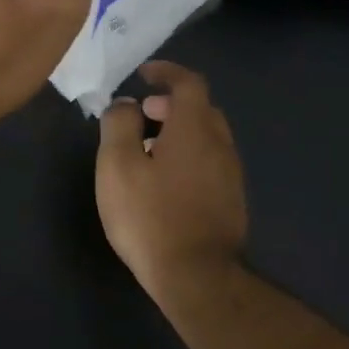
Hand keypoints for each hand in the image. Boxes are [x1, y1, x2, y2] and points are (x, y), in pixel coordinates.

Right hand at [96, 62, 247, 300]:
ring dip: (179, 130)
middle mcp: (220, 146)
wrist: (195, 277)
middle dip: (171, 103)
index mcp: (194, 130)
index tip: (144, 74)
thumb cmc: (149, 215)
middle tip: (141, 114)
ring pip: (207, 137)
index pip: (189, 83)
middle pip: (201, 109)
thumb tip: (125, 104)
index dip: (167, 72)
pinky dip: (188, 154)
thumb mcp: (117, 165)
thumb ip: (119, 125)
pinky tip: (164, 179)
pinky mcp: (231, 201)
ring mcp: (230, 176)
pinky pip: (210, 161)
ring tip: (147, 149)